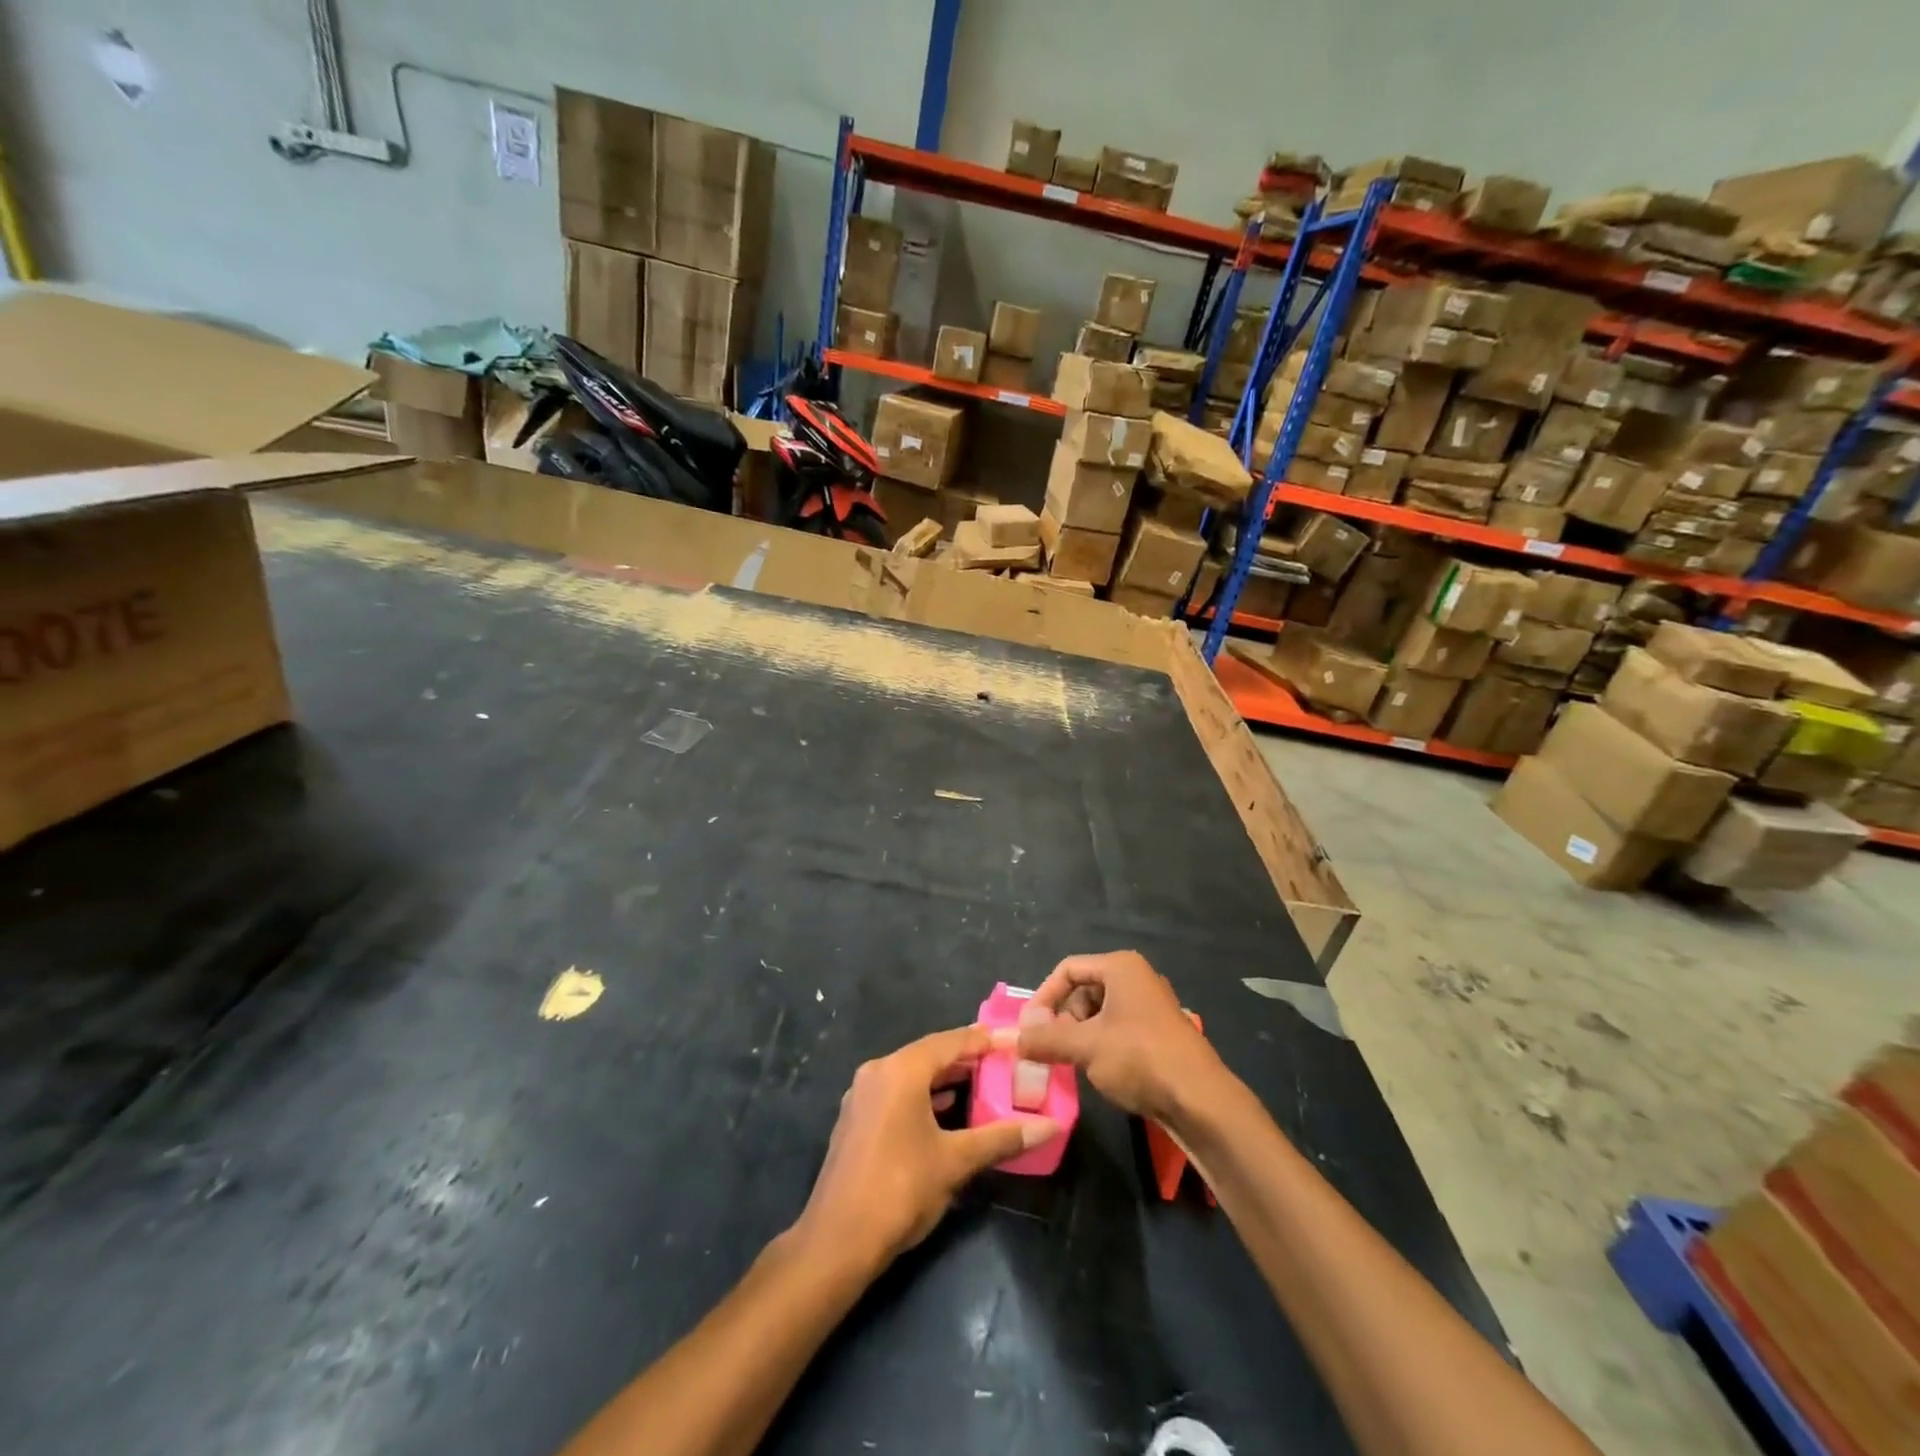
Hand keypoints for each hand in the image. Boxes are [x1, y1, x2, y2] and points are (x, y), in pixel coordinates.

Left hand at [795, 1026, 1058, 1274]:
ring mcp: (862, 1095)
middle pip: (930, 1054)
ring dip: (945, 1078)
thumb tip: (1050, 1126)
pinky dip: (925, 1095)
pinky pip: (897, 1092)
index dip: (984, 1040)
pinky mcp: (856, 1119)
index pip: (950, 1041)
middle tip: (1003, 1063)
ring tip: (983, 1084)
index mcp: (900, 1070)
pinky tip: (947, 1111)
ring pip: (912, 1074)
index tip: (1013, 1040)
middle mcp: (877, 1072)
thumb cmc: (900, 1190)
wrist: (837, 1241)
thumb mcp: (955, 1162)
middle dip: (966, 1058)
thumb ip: (1001, 1138)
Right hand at [1003, 951, 1233, 1130]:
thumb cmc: (1139, 1058)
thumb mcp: (1085, 1046)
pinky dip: (1100, 1046)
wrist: (1200, 1101)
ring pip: (1099, 1014)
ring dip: (1079, 1036)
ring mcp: (1150, 1007)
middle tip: (1051, 1049)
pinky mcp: (1158, 1034)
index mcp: (1120, 967)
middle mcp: (1136, 979)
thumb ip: (1046, 1038)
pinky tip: (1097, 1072)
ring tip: (1072, 1063)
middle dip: (1062, 1019)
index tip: (1028, 1028)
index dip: (1043, 997)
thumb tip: (1013, 1039)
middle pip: (1083, 990)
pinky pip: (1117, 1030)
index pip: (1068, 969)